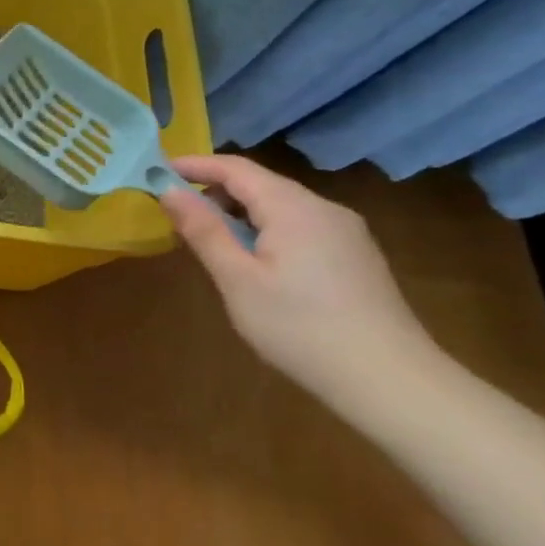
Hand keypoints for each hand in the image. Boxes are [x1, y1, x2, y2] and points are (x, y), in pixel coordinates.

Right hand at [160, 154, 436, 399]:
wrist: (388, 379)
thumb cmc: (299, 326)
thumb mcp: (237, 279)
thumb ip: (204, 231)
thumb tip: (170, 192)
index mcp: (294, 209)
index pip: (237, 169)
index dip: (195, 165)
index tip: (156, 171)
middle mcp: (324, 210)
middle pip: (261, 185)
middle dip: (214, 191)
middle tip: (174, 213)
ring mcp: (345, 233)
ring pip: (281, 207)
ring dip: (238, 213)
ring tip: (207, 240)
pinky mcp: (354, 256)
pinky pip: (299, 226)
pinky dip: (264, 230)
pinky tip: (252, 261)